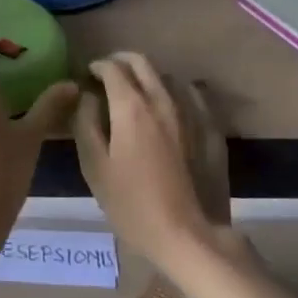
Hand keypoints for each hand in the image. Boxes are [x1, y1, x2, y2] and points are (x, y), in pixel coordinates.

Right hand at [75, 51, 239, 272]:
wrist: (191, 235)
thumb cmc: (133, 205)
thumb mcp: (94, 167)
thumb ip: (86, 124)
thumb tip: (86, 96)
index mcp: (131, 107)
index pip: (112, 68)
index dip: (96, 66)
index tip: (87, 75)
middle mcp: (164, 100)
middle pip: (143, 63)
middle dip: (121, 61)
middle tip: (108, 75)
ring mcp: (193, 113)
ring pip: (168, 77)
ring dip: (148, 77)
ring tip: (137, 94)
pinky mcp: (212, 129)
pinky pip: (193, 96)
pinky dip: (176, 93)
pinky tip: (171, 109)